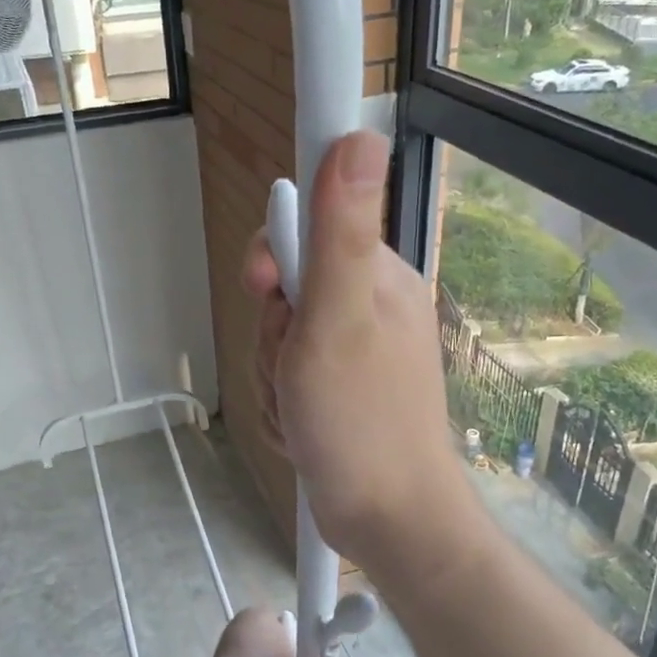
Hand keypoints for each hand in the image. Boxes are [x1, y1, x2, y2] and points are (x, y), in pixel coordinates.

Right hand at [241, 130, 476, 576]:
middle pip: (284, 292)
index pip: (308, 225)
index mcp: (374, 277)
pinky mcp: (340, 392)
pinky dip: (284, 408)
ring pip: (278, 343)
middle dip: (272, 339)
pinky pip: (287, 381)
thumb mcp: (338, 319)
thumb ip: (339, 233)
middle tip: (294, 373)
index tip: (268, 290)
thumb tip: (358, 135)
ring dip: (274, 381)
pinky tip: (305, 432)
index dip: (273, 256)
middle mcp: (366, 306)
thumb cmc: (361, 422)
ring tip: (302, 412)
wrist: (388, 521)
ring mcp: (352, 353)